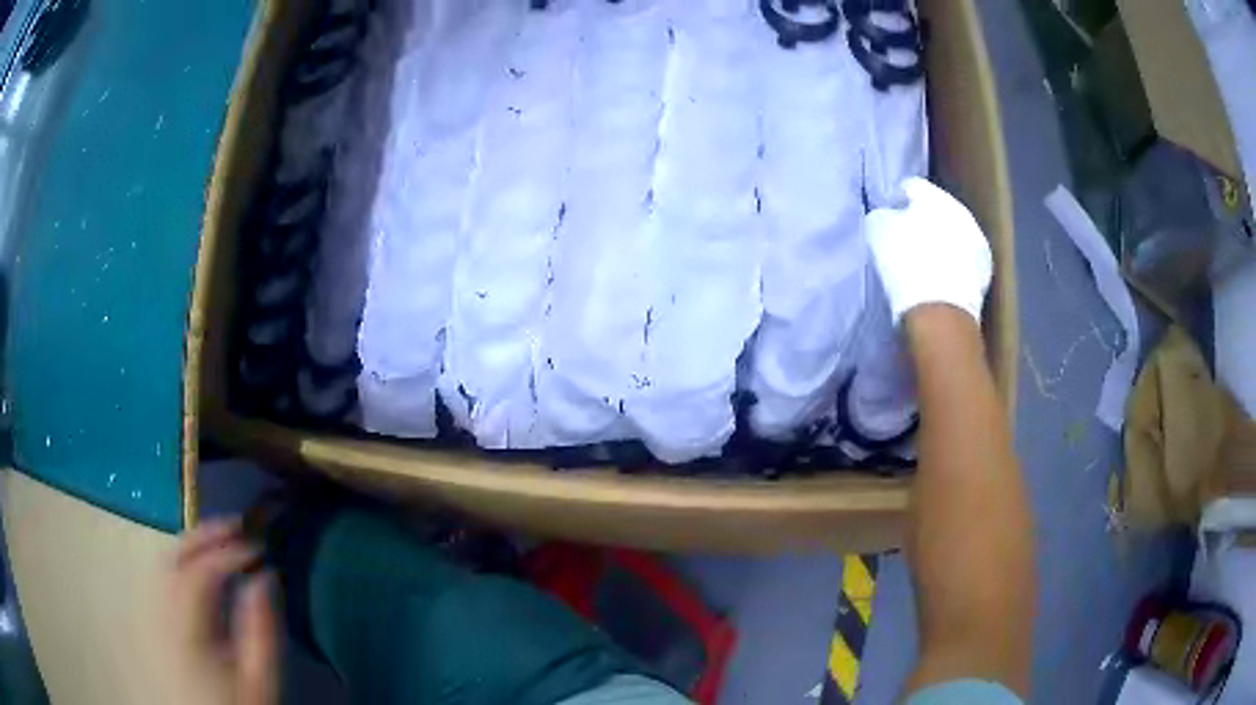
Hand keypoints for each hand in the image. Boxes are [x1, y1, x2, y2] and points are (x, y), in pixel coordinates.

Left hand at [167, 519, 278, 704]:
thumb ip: (262, 631)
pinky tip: (198, 567)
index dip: (228, 551)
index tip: (259, 546)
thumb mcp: (259, 680)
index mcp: (185, 631)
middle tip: (238, 526)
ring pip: (162, 562)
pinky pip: (159, 577)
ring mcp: (150, 615)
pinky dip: (179, 561)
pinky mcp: (150, 621)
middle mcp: (159, 614)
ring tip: (220, 541)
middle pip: (172, 556)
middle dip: (205, 534)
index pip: (200, 573)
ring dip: (191, 545)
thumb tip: (265, 576)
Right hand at [864, 177, 992, 324]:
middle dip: (923, 221)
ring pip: (954, 235)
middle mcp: (961, 211)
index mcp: (934, 195)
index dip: (896, 199)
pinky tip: (940, 280)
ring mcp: (978, 242)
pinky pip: (964, 261)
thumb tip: (888, 215)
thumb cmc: (905, 262)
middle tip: (906, 239)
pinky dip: (953, 266)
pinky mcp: (985, 273)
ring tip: (925, 262)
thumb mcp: (878, 231)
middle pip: (937, 210)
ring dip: (941, 243)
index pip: (911, 187)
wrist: (940, 311)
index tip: (887, 216)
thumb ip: (882, 215)